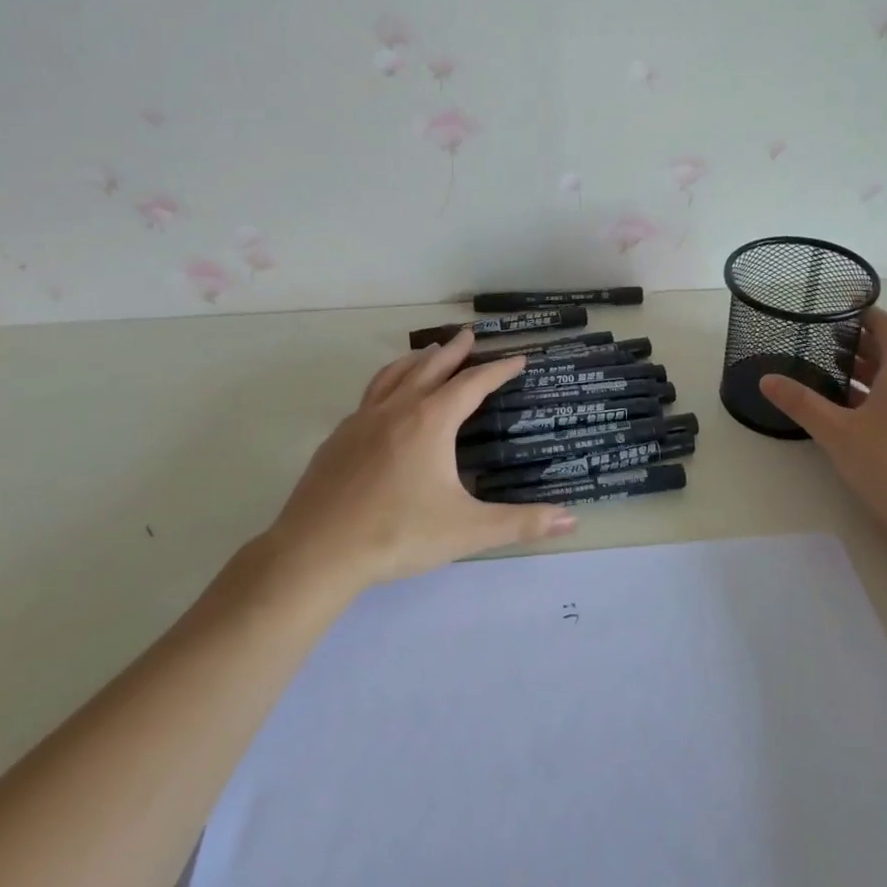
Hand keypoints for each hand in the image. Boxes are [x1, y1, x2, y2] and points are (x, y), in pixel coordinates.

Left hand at [255, 331, 574, 596]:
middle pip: (431, 368)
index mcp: (431, 422)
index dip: (498, 370)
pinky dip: (387, 384)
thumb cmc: (397, 535)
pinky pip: (370, 396)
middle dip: (454, 351)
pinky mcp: (338, 438)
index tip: (518, 358)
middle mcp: (397, 410)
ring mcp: (362, 420)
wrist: (316, 552)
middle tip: (468, 335)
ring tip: (428, 353)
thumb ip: (521, 524)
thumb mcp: (467, 531)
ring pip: (393, 375)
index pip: (473, 384)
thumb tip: (571, 518)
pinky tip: (386, 402)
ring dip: (416, 360)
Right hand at [759, 307, 886, 552]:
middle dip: (857, 343)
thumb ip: (802, 403)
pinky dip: (875, 395)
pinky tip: (850, 414)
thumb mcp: (838, 433)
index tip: (834, 308)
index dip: (863, 313)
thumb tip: (766, 379)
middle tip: (819, 341)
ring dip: (865, 372)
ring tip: (827, 374)